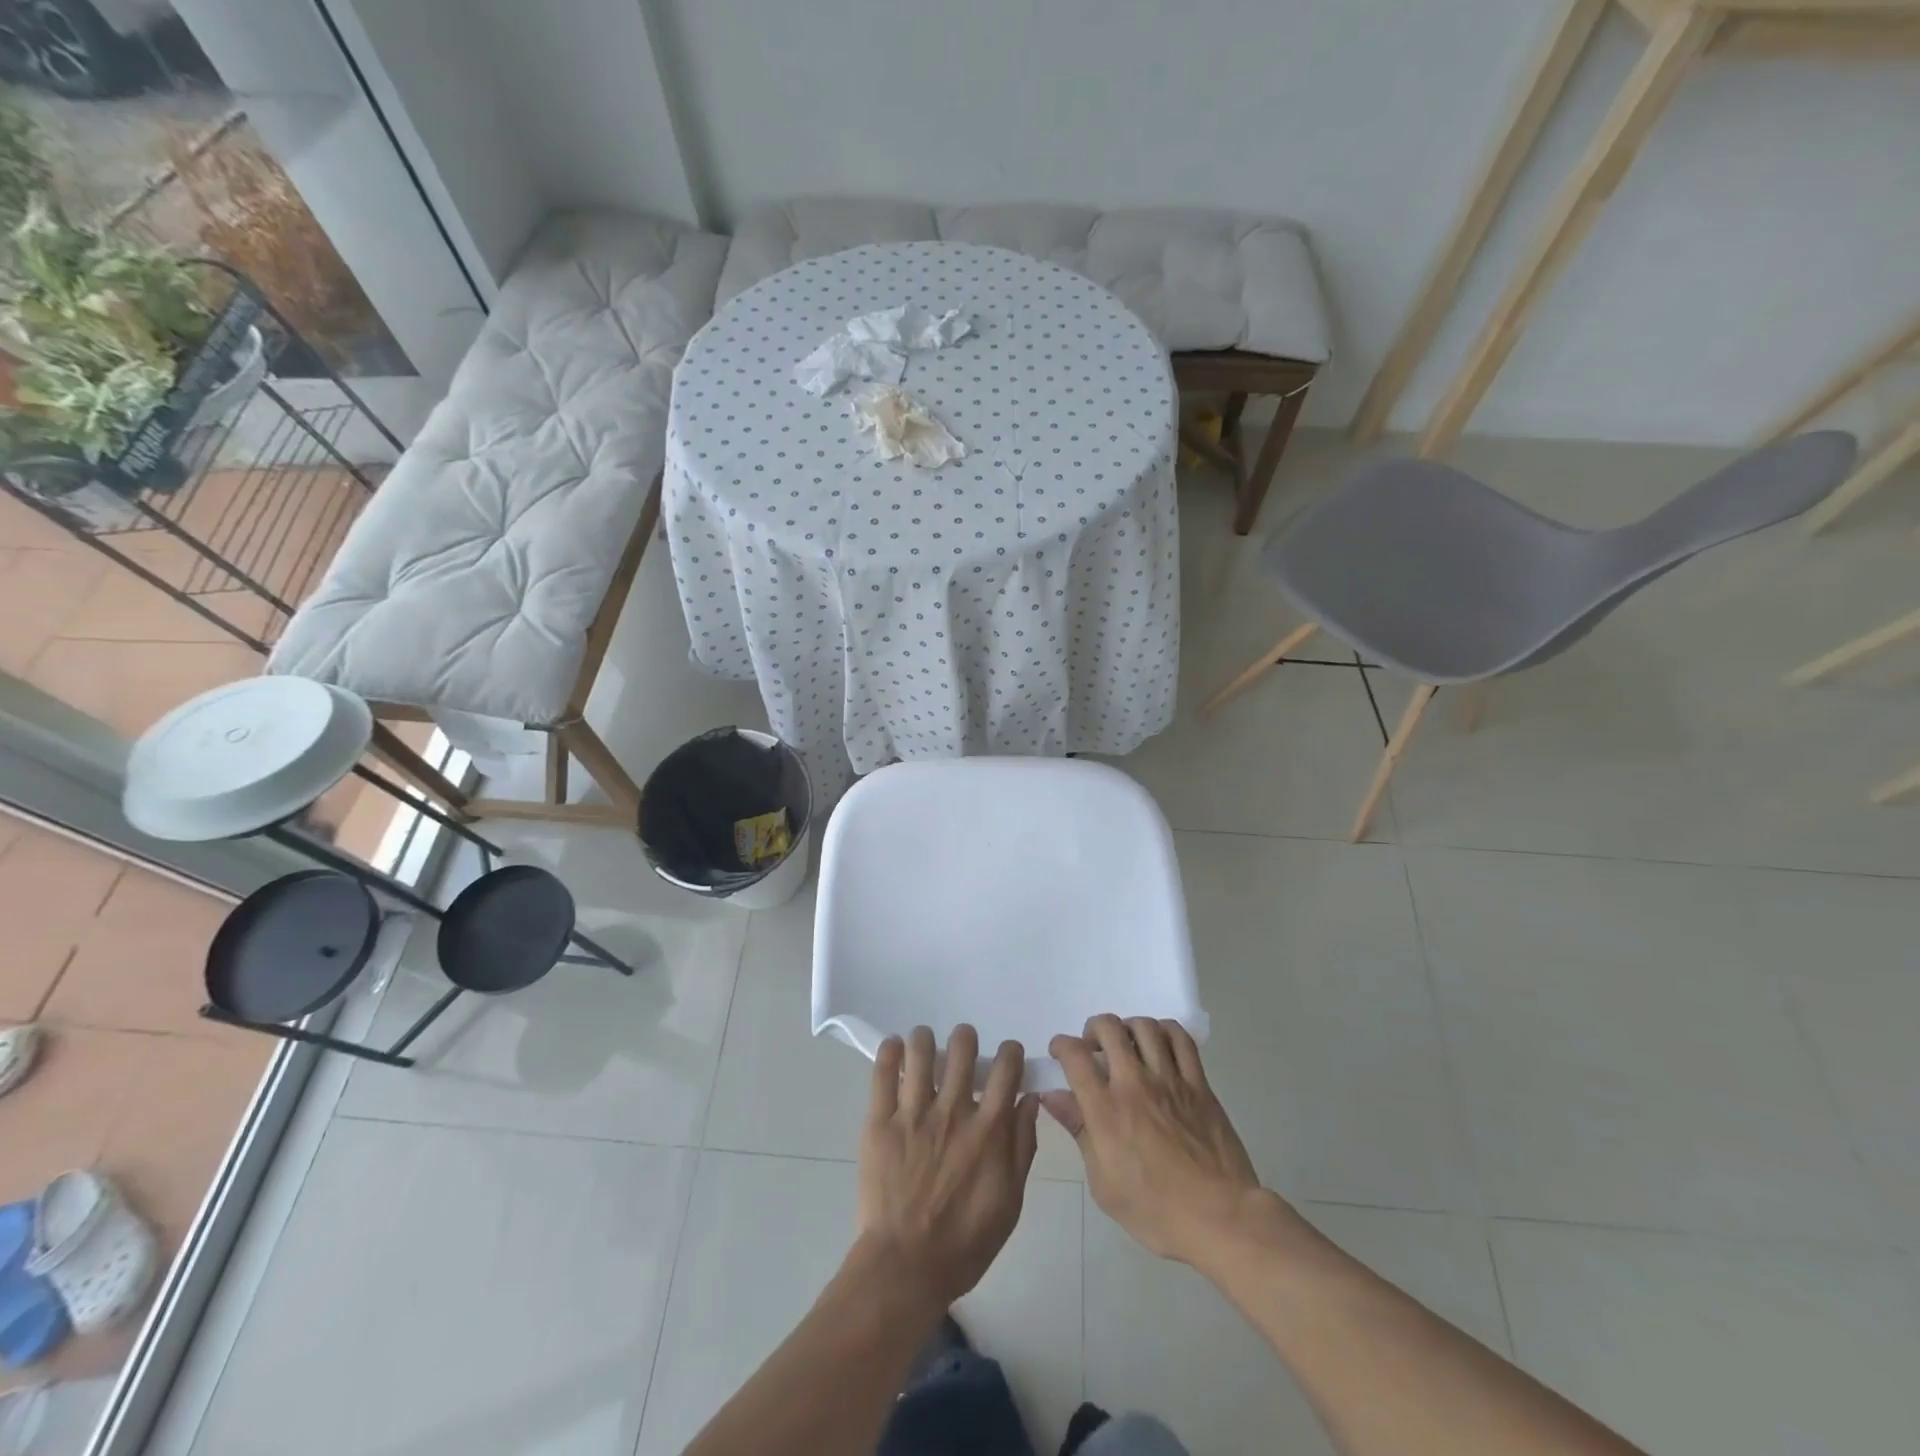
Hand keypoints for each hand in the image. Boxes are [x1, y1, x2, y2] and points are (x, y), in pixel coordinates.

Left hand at [854, 1024, 1040, 1307]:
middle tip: (962, 1048)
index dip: (1009, 1052)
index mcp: (988, 1129)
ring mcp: (914, 1113)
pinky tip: (896, 1047)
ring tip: (925, 1044)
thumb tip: (1029, 1099)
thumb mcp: (1010, 1201)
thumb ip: (1022, 1146)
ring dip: (926, 1039)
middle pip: (962, 1048)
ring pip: (921, 1050)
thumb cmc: (965, 1242)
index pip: (1006, 1068)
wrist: (905, 1267)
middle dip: (965, 1038)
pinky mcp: (880, 1121)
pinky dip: (890, 1051)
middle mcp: (953, 1111)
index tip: (1005, 1056)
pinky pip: (883, 1072)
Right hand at [1044, 1014, 1276, 1265]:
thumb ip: (1079, 1131)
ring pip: (1144, 1027)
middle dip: (1093, 1030)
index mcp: (1106, 1109)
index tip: (1060, 1053)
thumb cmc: (1156, 1211)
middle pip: (1108, 1028)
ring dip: (1128, 1028)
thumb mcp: (1104, 1183)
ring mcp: (1170, 1079)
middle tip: (1094, 1048)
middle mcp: (1134, 1083)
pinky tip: (1160, 1044)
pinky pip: (1181, 1040)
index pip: (1075, 1055)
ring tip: (1127, 1044)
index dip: (1061, 1045)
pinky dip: (1165, 1031)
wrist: (1221, 1217)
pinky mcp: (1199, 1084)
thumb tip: (1053, 1096)